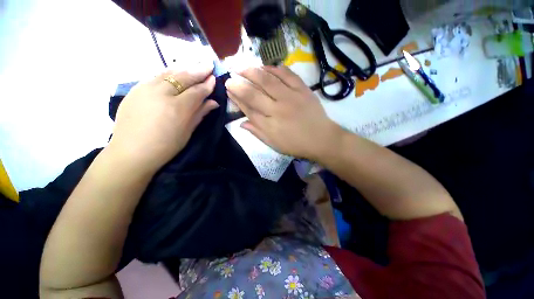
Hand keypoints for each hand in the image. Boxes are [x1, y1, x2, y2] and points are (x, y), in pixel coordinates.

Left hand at [108, 63, 217, 172]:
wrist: (131, 152)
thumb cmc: (165, 146)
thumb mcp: (187, 132)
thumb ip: (200, 113)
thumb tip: (213, 102)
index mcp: (177, 108)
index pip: (197, 91)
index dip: (207, 85)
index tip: (214, 79)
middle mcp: (161, 93)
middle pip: (183, 77)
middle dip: (198, 71)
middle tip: (208, 65)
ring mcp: (145, 89)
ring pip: (168, 73)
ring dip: (184, 68)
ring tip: (194, 65)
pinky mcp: (135, 90)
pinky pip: (155, 76)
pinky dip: (168, 73)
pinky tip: (174, 73)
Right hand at [225, 66, 339, 159]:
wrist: (321, 139)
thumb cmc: (296, 144)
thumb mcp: (274, 144)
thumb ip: (257, 132)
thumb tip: (241, 123)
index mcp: (269, 125)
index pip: (248, 109)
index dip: (236, 98)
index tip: (228, 89)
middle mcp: (277, 109)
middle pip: (254, 94)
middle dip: (239, 84)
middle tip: (230, 75)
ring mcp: (291, 97)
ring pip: (268, 81)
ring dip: (252, 72)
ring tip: (242, 66)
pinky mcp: (303, 90)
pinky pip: (287, 75)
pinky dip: (275, 69)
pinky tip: (266, 67)